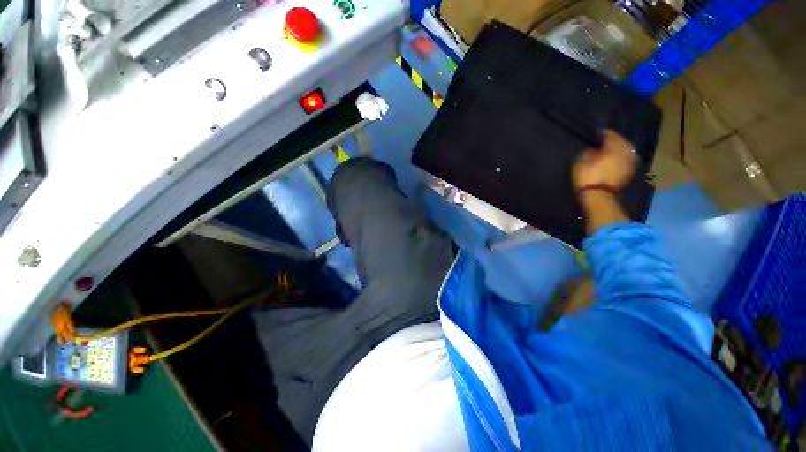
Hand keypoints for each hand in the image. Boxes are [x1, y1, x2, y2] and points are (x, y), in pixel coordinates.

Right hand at [572, 130, 637, 190]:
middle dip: (612, 142)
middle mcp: (626, 151)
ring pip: (624, 151)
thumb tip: (593, 149)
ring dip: (617, 150)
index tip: (595, 135)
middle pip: (620, 142)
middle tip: (602, 143)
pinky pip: (624, 160)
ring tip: (607, 152)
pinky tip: (612, 161)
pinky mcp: (629, 172)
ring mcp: (630, 162)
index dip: (602, 134)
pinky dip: (619, 159)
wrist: (598, 196)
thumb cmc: (588, 175)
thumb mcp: (581, 160)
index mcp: (615, 145)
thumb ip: (588, 151)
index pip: (609, 134)